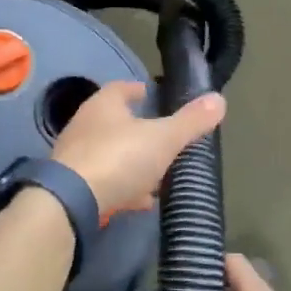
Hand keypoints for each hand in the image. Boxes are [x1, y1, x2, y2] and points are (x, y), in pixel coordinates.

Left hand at [49, 80, 225, 215]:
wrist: (71, 202)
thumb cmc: (119, 158)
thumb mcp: (163, 138)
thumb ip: (190, 122)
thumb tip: (219, 99)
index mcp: (104, 104)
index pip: (122, 88)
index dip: (139, 90)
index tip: (155, 96)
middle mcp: (85, 125)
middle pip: (116, 122)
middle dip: (140, 130)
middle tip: (165, 138)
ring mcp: (77, 156)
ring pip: (111, 153)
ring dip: (133, 162)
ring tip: (159, 174)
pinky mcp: (74, 186)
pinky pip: (105, 181)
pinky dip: (124, 187)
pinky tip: (141, 201)